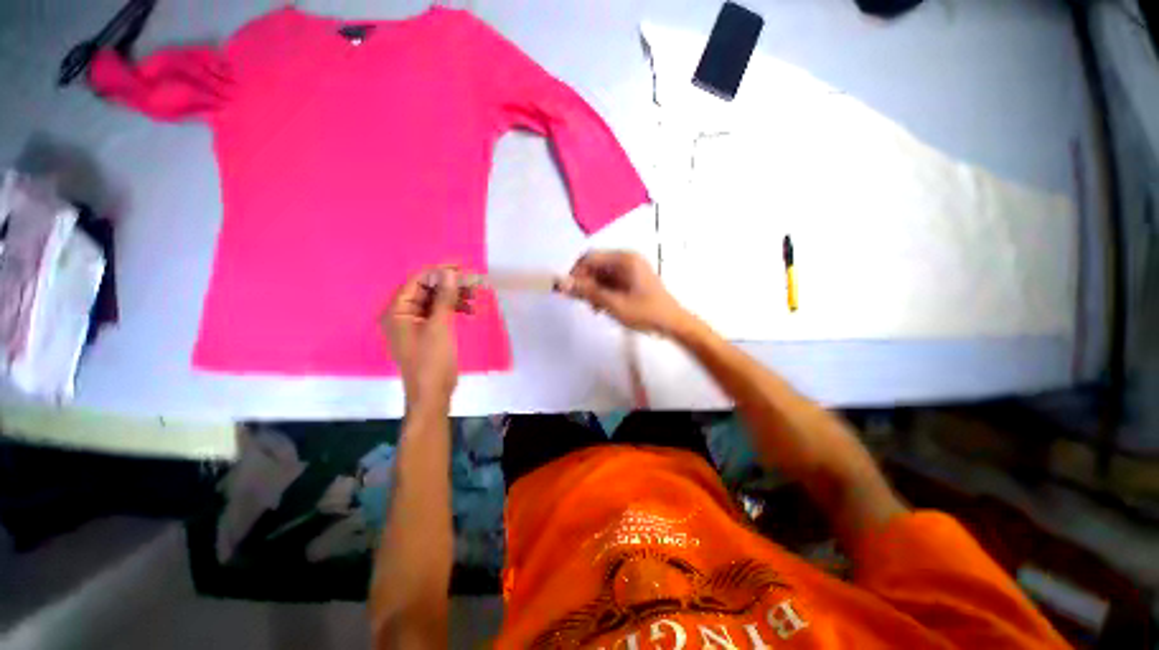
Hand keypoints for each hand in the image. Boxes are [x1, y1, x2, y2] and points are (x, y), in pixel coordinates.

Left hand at [381, 266, 468, 411]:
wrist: (433, 393)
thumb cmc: (432, 359)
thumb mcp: (439, 326)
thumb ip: (444, 297)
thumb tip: (449, 272)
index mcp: (397, 311)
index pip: (417, 281)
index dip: (439, 271)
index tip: (462, 267)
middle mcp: (403, 314)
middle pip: (427, 290)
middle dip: (450, 285)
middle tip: (473, 283)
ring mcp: (415, 324)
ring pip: (436, 301)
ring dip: (455, 297)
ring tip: (475, 297)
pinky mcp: (427, 332)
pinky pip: (440, 313)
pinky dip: (454, 309)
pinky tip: (470, 311)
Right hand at [559, 250, 691, 335]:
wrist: (673, 324)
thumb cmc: (646, 313)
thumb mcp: (614, 304)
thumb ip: (587, 292)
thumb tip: (561, 283)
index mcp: (624, 259)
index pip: (590, 258)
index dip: (575, 273)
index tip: (567, 291)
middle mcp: (626, 259)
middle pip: (595, 266)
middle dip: (585, 283)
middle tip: (582, 303)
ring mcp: (630, 270)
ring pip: (601, 275)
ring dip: (593, 290)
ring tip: (595, 308)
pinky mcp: (632, 280)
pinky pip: (610, 282)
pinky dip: (603, 293)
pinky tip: (603, 307)